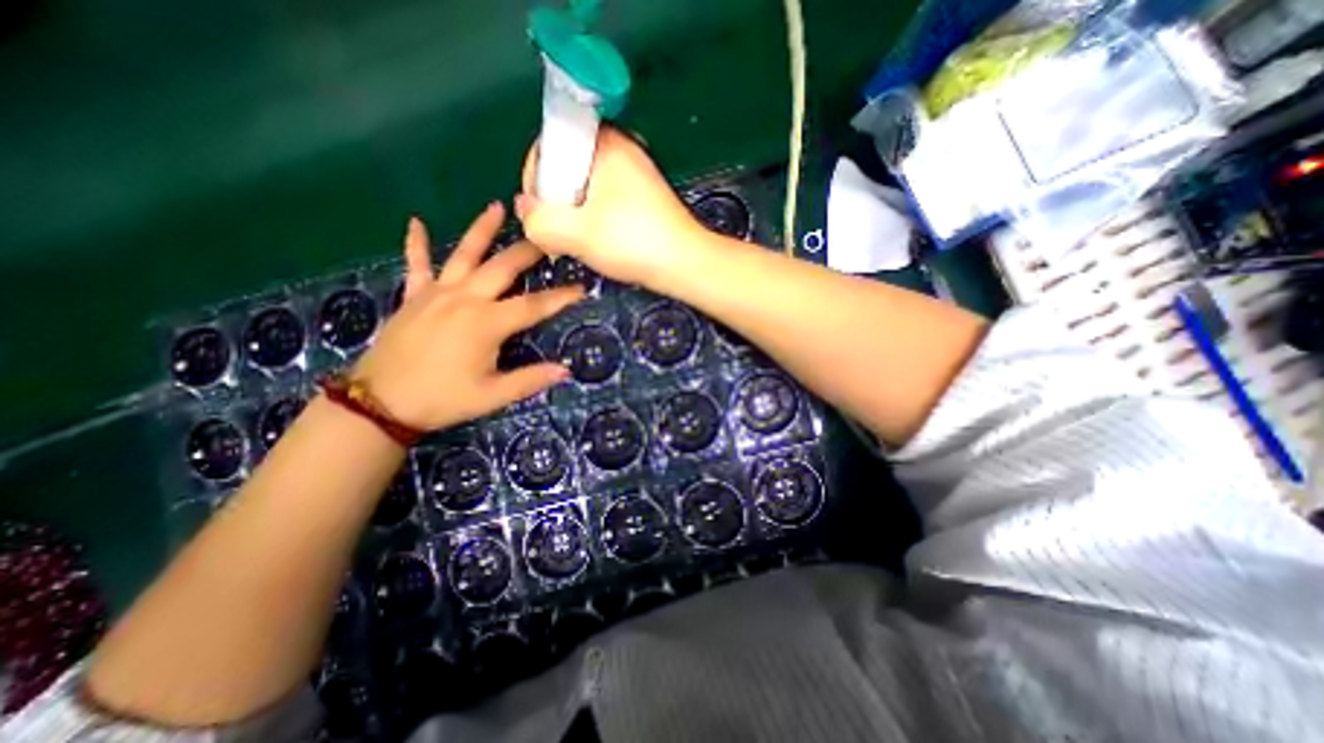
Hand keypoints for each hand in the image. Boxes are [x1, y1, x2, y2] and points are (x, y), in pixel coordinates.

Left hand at [348, 205, 580, 430]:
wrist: (379, 404)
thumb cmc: (442, 399)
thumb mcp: (492, 395)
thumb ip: (530, 380)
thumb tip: (566, 370)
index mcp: (486, 323)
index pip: (533, 305)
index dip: (560, 297)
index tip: (581, 288)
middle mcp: (464, 299)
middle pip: (503, 268)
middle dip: (528, 251)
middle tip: (548, 235)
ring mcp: (436, 294)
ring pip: (464, 254)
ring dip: (481, 230)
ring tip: (496, 207)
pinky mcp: (414, 297)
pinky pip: (416, 264)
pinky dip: (417, 244)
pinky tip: (415, 222)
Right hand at [512, 124, 709, 288]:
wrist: (685, 264)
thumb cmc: (633, 243)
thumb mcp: (576, 234)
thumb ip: (539, 220)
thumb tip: (525, 208)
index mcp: (603, 142)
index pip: (548, 148)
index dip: (536, 183)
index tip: (542, 215)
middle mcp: (620, 147)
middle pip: (567, 168)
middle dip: (557, 202)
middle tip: (562, 234)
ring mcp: (634, 171)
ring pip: (586, 187)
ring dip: (576, 214)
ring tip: (582, 241)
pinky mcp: (643, 194)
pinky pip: (606, 198)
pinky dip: (596, 217)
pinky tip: (601, 240)